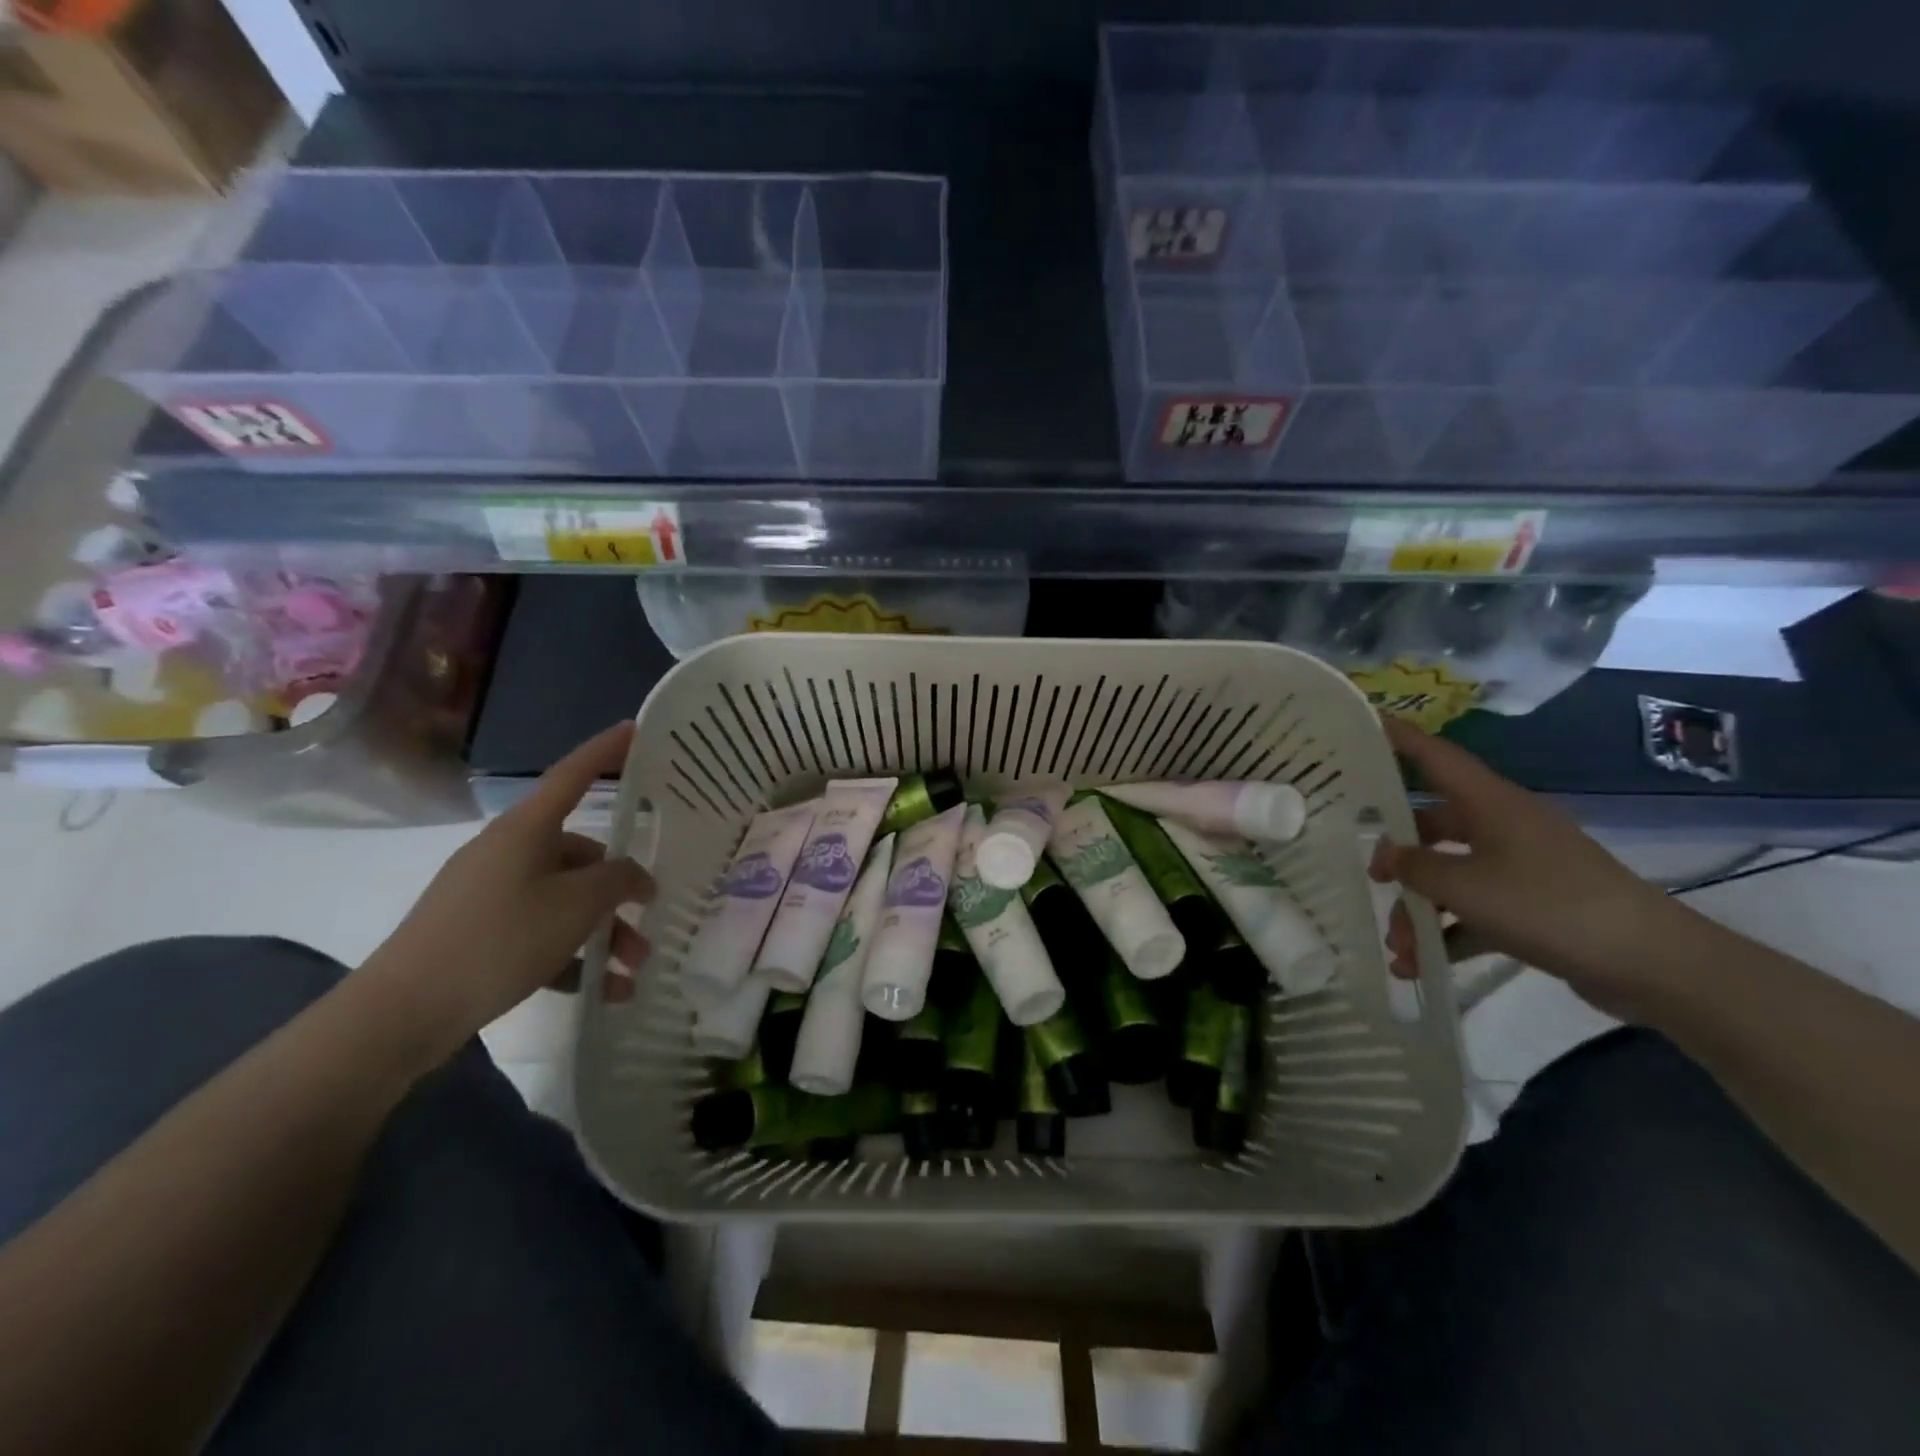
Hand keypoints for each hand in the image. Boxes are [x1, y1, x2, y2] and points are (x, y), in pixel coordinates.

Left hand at [361, 723, 654, 1064]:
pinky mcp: (479, 931)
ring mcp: (490, 893)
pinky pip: (540, 931)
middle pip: (580, 855)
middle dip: (620, 889)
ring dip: (603, 930)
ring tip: (632, 969)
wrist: (403, 1011)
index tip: (635, 729)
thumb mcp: (577, 906)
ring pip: (565, 899)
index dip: (605, 750)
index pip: (574, 775)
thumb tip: (635, 876)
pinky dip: (572, 955)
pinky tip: (602, 989)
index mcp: (526, 829)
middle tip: (651, 914)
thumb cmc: (499, 939)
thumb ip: (619, 880)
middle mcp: (508, 851)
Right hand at [1370, 718, 1687, 1016]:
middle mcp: (1502, 826)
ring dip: (1420, 910)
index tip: (1364, 723)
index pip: (1436, 757)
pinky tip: (1420, 966)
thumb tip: (1389, 855)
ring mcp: (1520, 867)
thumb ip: (1416, 868)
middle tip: (1371, 877)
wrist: (1650, 963)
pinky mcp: (1532, 905)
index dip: (1399, 738)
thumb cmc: (1548, 905)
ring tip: (1399, 948)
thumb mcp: (1465, 887)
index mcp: (1490, 804)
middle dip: (1399, 855)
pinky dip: (1448, 933)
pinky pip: (1474, 910)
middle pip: (1434, 826)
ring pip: (1451, 876)